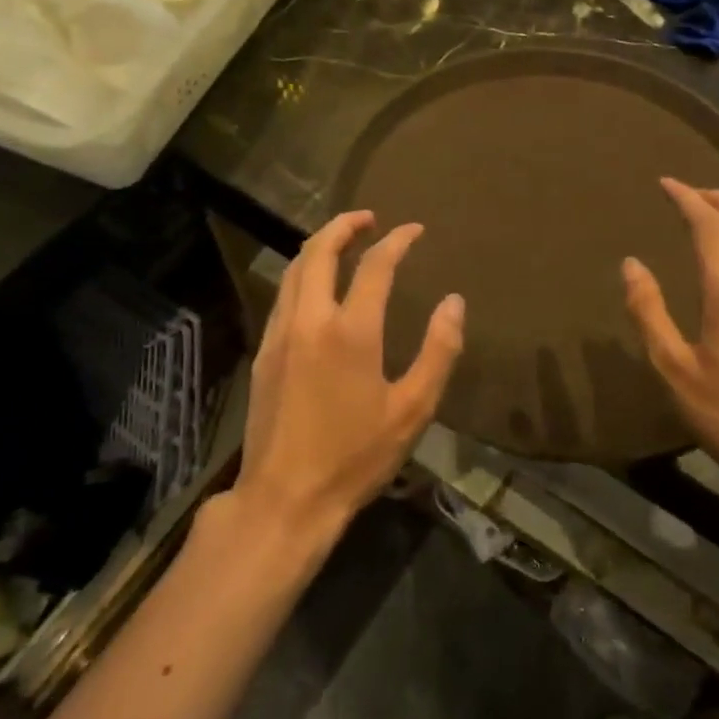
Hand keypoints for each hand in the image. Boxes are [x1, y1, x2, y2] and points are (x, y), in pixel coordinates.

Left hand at [236, 211, 464, 543]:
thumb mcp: (412, 410)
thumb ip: (438, 351)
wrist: (285, 498)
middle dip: (345, 225)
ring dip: (319, 247)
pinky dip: (304, 276)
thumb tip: (454, 302)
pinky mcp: (264, 353)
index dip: (398, 241)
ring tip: (344, 242)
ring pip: (295, 270)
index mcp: (350, 331)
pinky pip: (284, 296)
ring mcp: (280, 334)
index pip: (376, 265)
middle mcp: (309, 320)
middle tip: (369, 219)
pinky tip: (318, 289)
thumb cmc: (355, 457)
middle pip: (319, 251)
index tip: (415, 230)